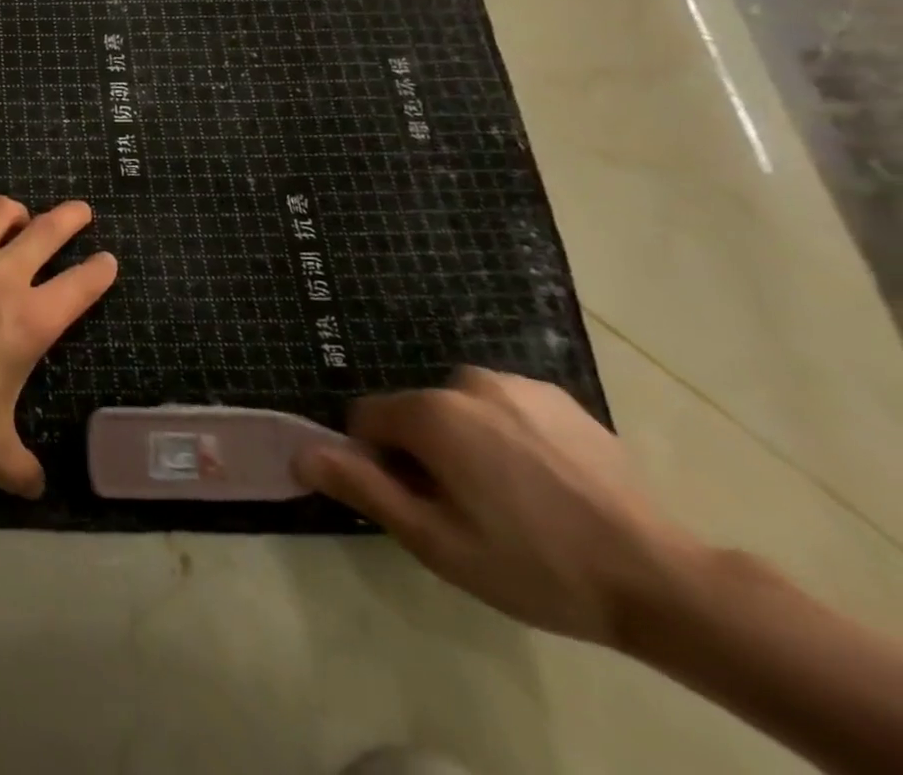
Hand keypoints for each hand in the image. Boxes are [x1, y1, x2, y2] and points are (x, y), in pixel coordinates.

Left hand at [0, 196, 116, 496]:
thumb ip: (18, 467)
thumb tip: (36, 488)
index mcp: (30, 322)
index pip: (82, 286)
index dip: (100, 271)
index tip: (108, 261)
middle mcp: (1, 277)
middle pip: (47, 231)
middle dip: (70, 218)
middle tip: (80, 211)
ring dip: (13, 211)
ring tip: (15, 216)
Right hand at [293, 367, 697, 644]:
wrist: (664, 582)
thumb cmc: (534, 566)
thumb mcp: (436, 542)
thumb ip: (362, 488)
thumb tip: (300, 453)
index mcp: (431, 412)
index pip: (367, 420)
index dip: (380, 464)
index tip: (419, 505)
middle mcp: (465, 380)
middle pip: (415, 413)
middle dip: (424, 453)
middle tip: (468, 512)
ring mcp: (517, 384)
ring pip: (458, 408)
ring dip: (465, 442)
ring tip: (512, 499)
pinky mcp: (559, 397)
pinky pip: (504, 407)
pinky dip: (507, 435)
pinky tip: (545, 483)